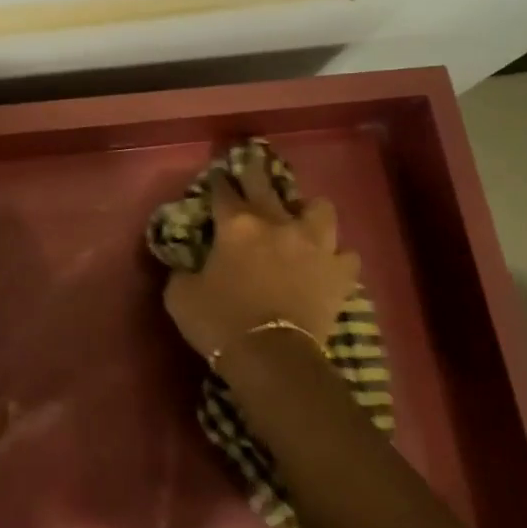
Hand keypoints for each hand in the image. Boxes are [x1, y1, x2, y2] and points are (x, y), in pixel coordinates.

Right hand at [162, 161, 359, 369]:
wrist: (272, 357)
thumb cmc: (220, 322)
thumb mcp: (180, 296)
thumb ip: (182, 271)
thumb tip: (186, 265)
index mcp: (237, 225)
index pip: (223, 190)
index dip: (217, 182)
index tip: (216, 178)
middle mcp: (277, 223)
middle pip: (266, 184)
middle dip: (255, 172)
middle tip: (251, 170)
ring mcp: (314, 245)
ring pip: (320, 208)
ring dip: (308, 211)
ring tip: (300, 221)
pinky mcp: (340, 272)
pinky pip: (345, 255)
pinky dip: (336, 258)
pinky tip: (327, 265)